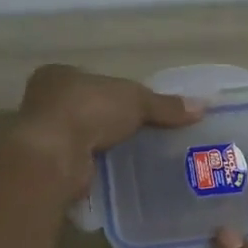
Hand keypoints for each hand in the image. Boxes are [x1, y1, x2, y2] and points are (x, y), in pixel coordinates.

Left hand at [13, 65, 203, 194]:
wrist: (54, 156)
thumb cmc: (88, 111)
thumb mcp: (136, 100)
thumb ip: (166, 105)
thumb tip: (203, 107)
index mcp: (59, 75)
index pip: (93, 80)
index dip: (116, 92)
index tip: (138, 106)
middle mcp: (45, 102)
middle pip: (88, 109)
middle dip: (111, 121)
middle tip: (142, 133)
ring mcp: (44, 136)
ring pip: (83, 137)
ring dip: (104, 146)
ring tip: (137, 156)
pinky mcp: (49, 165)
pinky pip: (81, 162)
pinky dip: (98, 167)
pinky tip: (120, 172)